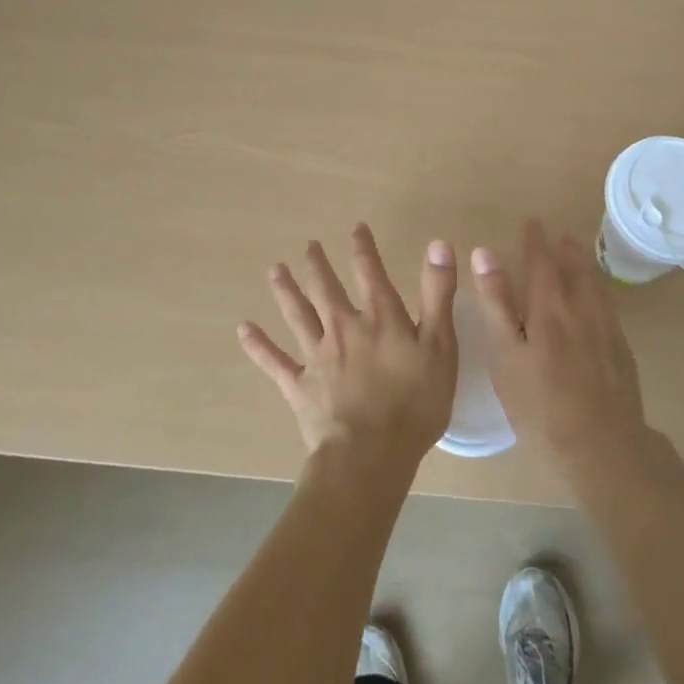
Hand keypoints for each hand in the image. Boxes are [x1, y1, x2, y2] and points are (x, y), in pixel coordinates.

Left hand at [239, 224, 458, 478]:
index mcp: (380, 317)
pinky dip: (258, 345)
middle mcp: (344, 328)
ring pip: (297, 315)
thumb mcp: (440, 345)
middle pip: (326, 288)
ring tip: (275, 270)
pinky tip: (244, 329)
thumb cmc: (415, 403)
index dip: (364, 247)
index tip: (356, 228)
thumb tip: (438, 243)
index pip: (370, 271)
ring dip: (286, 291)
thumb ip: (438, 293)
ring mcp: (318, 356)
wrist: (370, 455)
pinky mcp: (299, 387)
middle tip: (309, 246)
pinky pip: (274, 361)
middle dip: (318, 265)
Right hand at [471, 220, 650, 483]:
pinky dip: (600, 291)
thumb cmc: (540, 404)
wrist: (602, 446)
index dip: (536, 241)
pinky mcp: (621, 351)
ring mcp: (606, 329)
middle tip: (560, 235)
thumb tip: (485, 253)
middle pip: (575, 268)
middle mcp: (582, 308)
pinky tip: (598, 300)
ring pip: (596, 285)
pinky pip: (609, 306)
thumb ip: (496, 303)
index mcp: (550, 306)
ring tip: (579, 255)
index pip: (543, 261)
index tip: (532, 223)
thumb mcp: (505, 355)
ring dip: (585, 266)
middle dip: (565, 249)